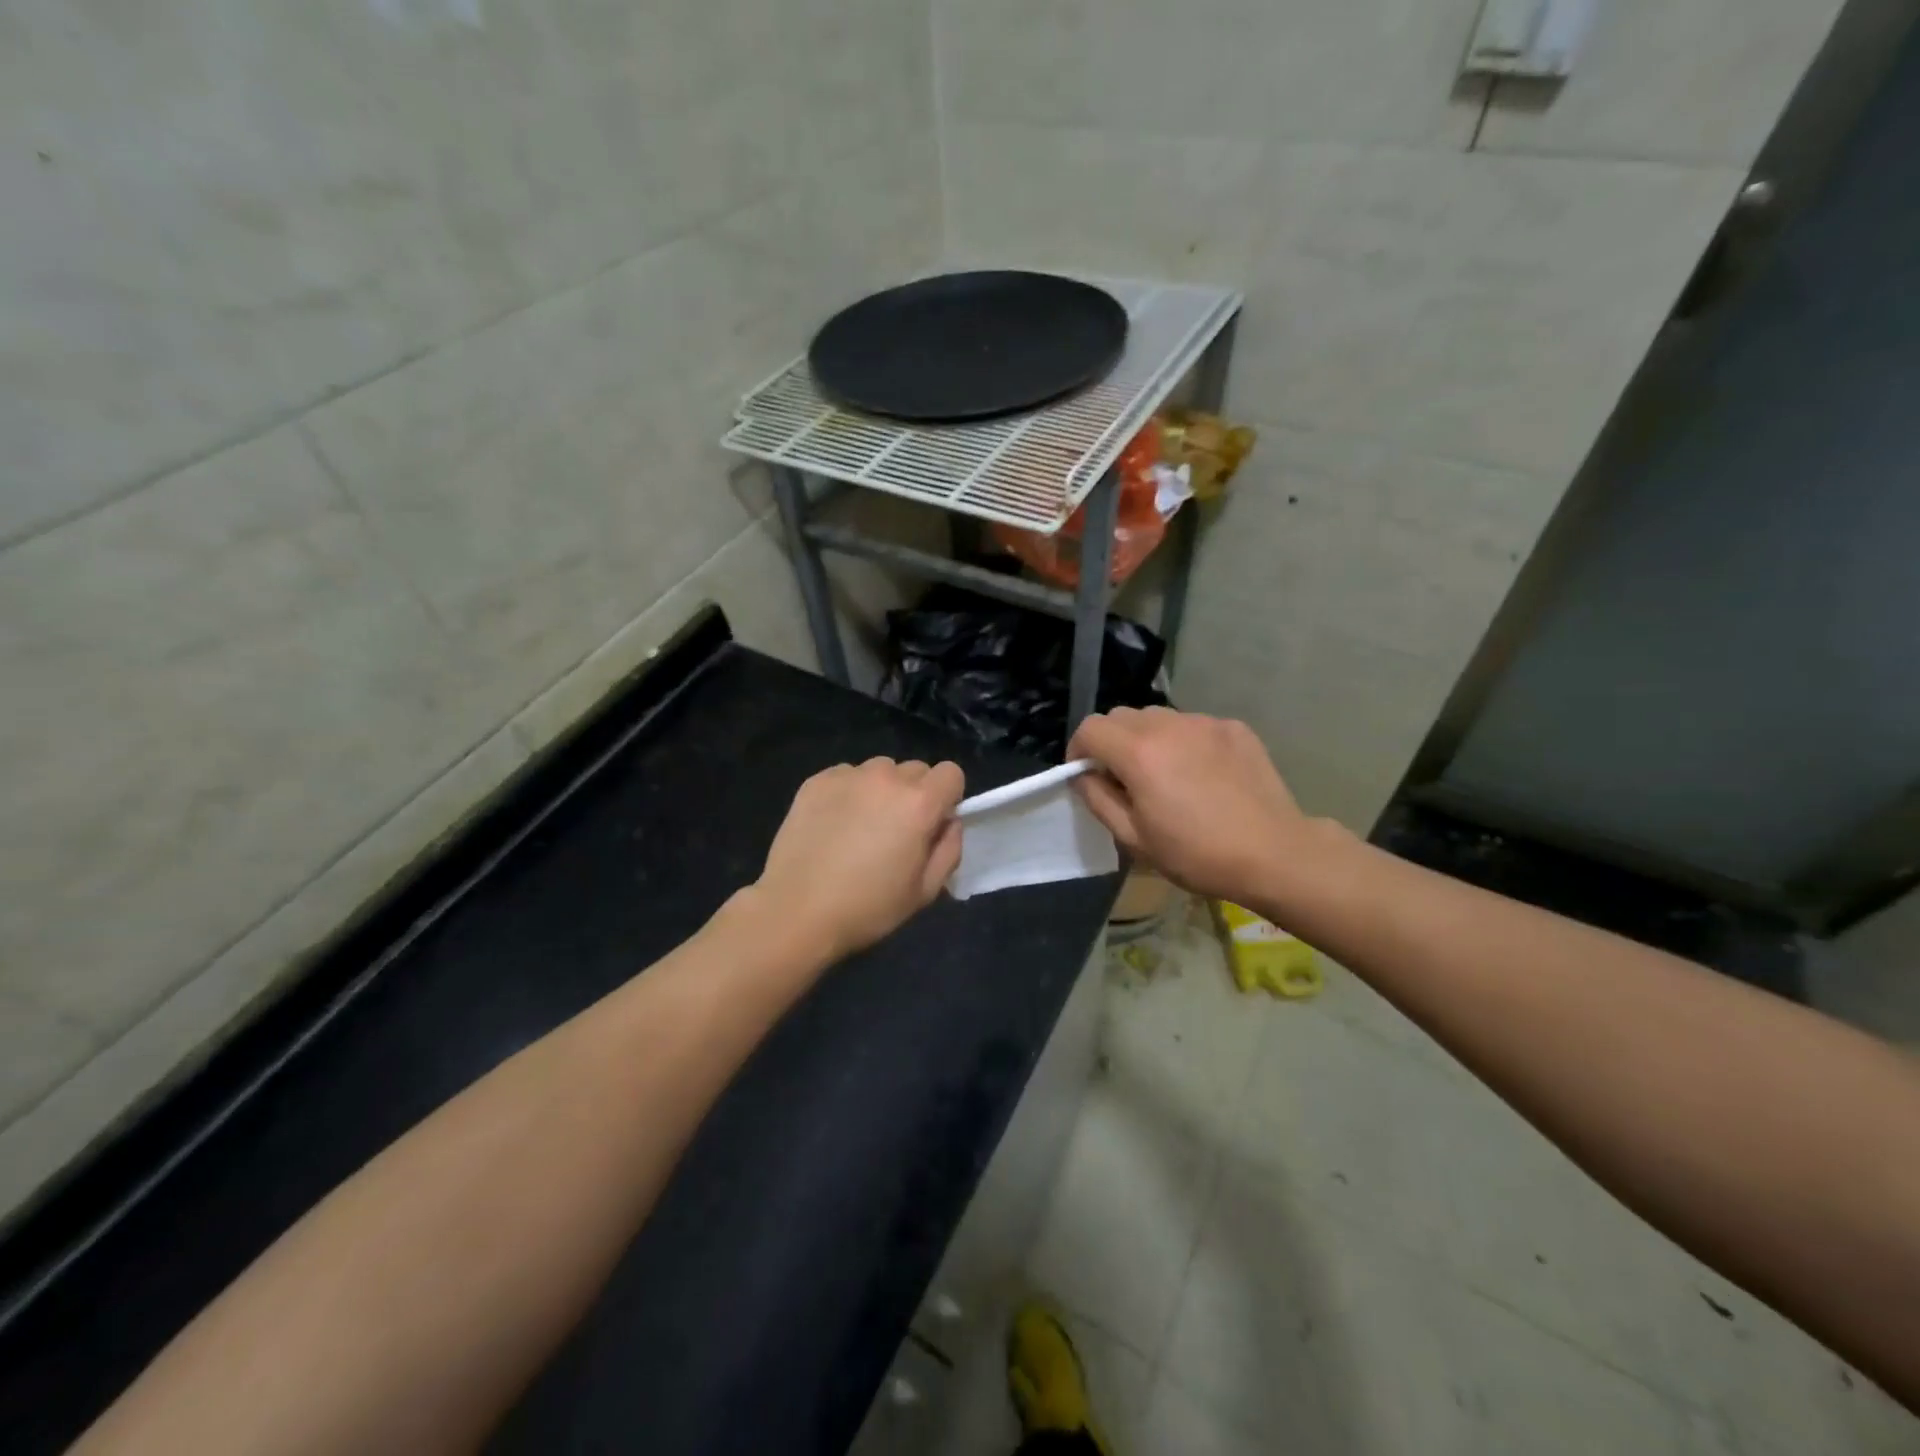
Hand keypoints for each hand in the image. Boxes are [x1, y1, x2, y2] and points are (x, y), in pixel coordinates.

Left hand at [753, 758, 965, 962]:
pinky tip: (834, 824)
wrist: (796, 911)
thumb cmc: (868, 907)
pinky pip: (847, 776)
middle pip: (915, 770)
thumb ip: (949, 848)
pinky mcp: (816, 780)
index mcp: (919, 803)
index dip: (947, 798)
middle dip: (914, 794)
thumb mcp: (925, 890)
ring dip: (881, 790)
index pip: (950, 773)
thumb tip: (948, 822)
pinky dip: (849, 792)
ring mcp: (848, 776)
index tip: (932, 824)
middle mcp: (886, 778)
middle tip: (895, 831)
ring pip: (880, 770)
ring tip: (861, 826)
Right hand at [1069, 707, 1323, 905]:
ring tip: (1165, 774)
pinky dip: (1184, 741)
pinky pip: (1192, 725)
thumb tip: (1082, 774)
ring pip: (1158, 717)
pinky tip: (1202, 774)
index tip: (1086, 774)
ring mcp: (1205, 722)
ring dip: (1147, 738)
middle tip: (1124, 778)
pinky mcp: (1234, 727)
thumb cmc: (1196, 854)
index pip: (1091, 728)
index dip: (1079, 749)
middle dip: (1111, 742)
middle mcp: (1169, 725)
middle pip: (1121, 716)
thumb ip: (1097, 798)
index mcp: (1139, 752)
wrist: (1275, 853)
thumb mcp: (1133, 838)